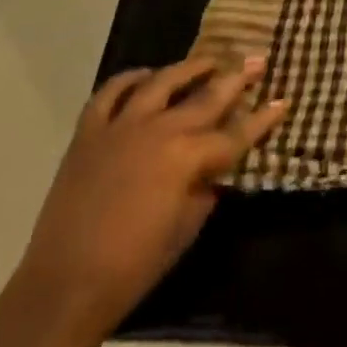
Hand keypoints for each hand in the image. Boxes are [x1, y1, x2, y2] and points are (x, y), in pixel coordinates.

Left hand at [8, 55, 286, 336]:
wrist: (64, 287)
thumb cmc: (135, 266)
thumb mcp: (186, 228)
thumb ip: (205, 188)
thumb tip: (213, 169)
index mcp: (187, 158)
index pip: (236, 134)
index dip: (262, 119)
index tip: (282, 101)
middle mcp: (159, 131)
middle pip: (207, 96)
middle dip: (237, 78)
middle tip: (257, 60)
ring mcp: (122, 126)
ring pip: (162, 81)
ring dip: (189, 68)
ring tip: (208, 61)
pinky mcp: (89, 132)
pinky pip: (111, 92)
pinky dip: (130, 79)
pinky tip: (145, 76)